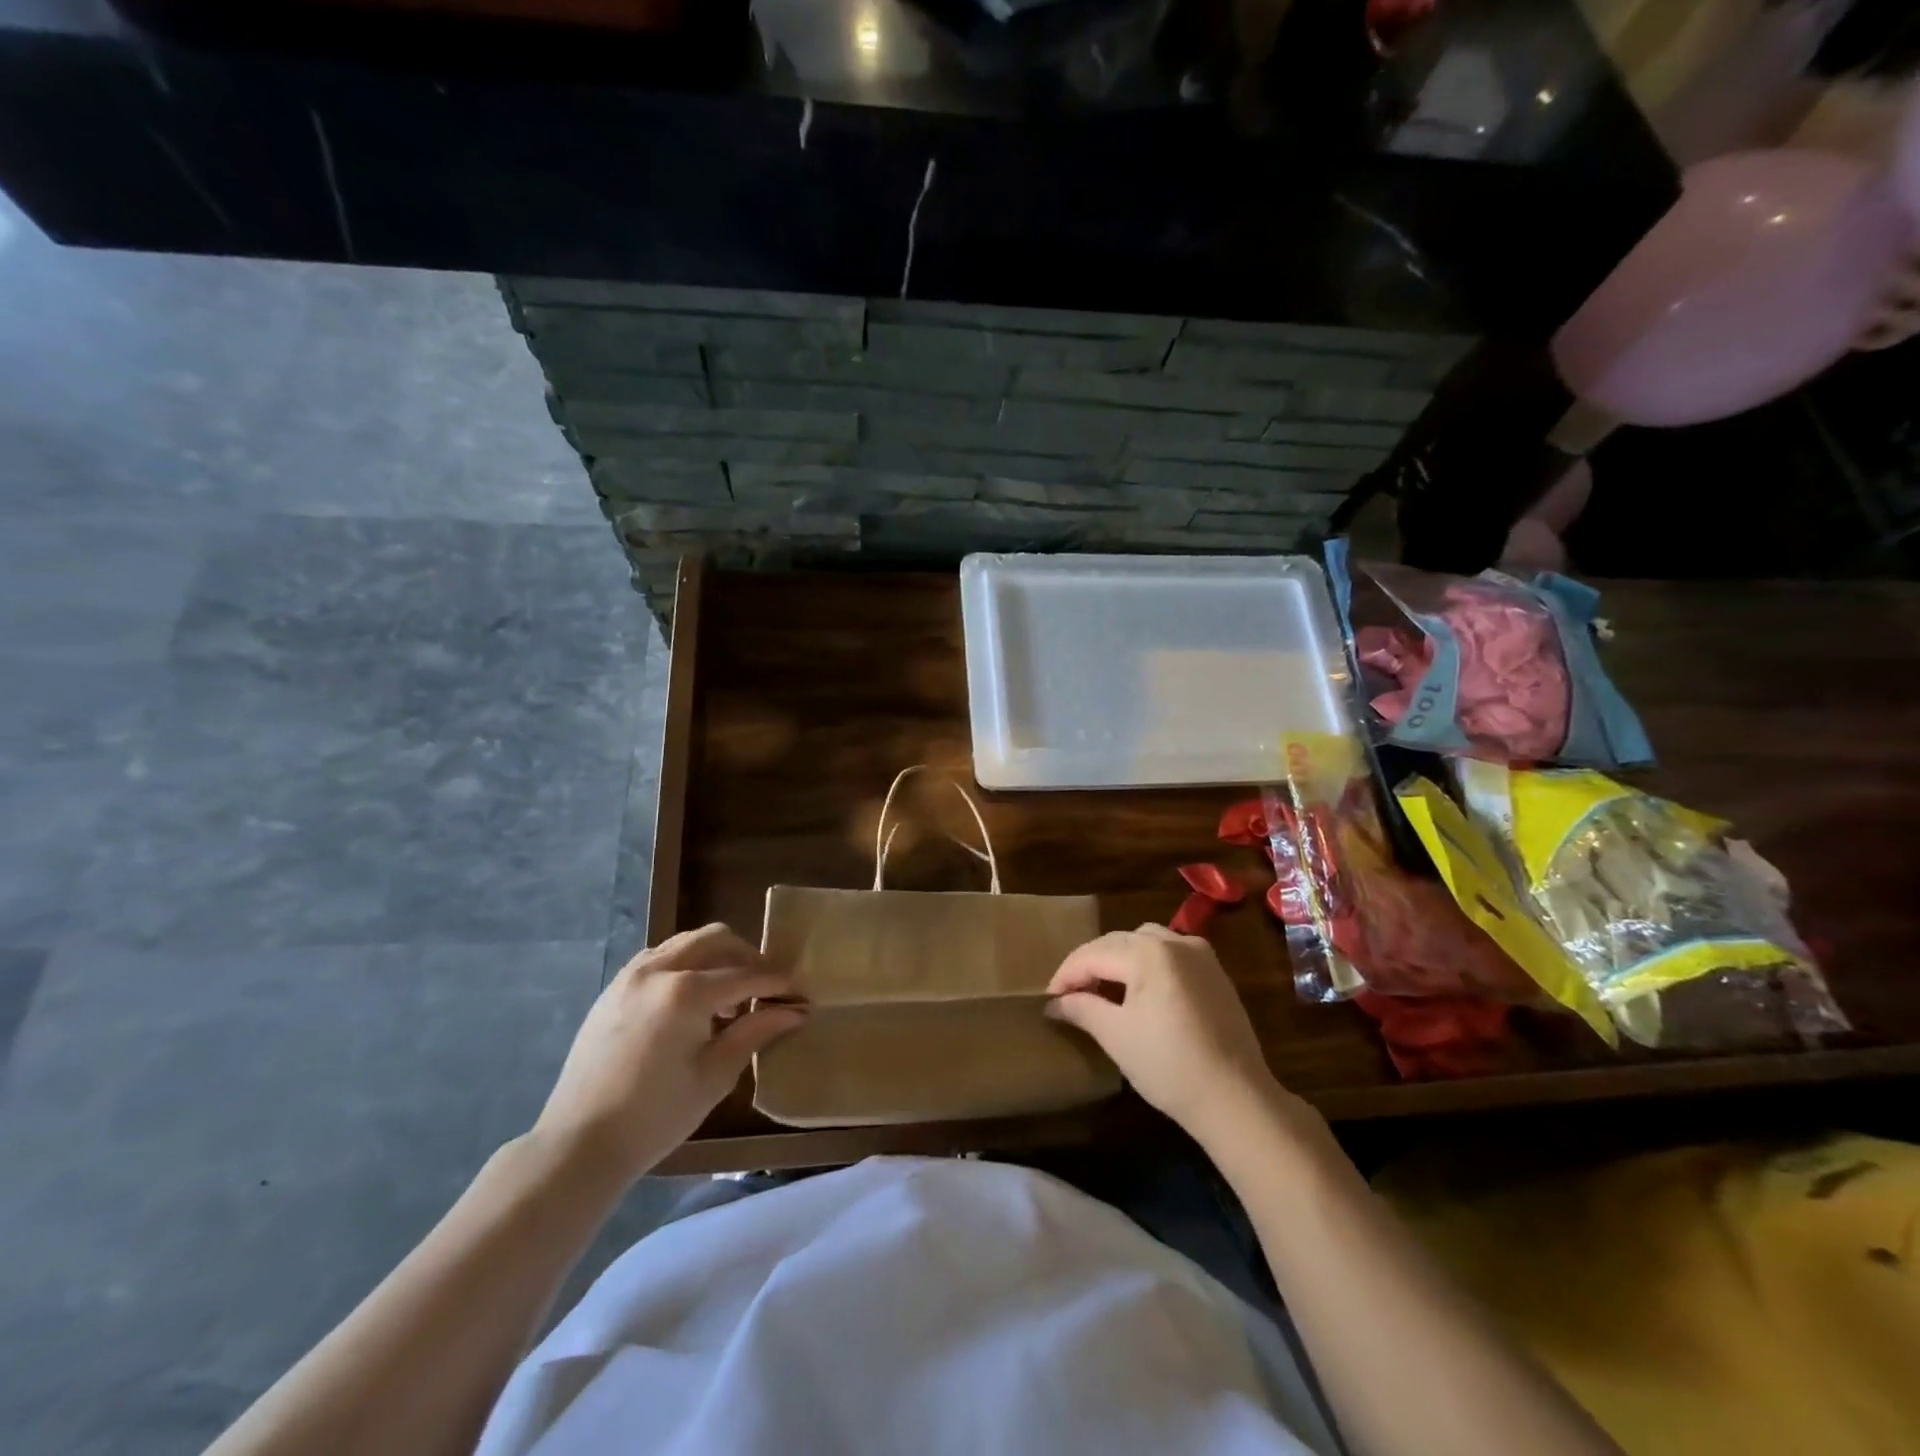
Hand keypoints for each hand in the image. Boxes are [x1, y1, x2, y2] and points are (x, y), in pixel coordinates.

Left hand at [532, 924, 806, 1183]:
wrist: (578, 1144)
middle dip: (747, 957)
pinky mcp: (614, 989)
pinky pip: (659, 958)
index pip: (746, 975)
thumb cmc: (655, 1116)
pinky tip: (693, 1002)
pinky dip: (686, 965)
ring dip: (715, 958)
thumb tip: (794, 1011)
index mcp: (685, 992)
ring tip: (729, 997)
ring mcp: (630, 975)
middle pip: (716, 939)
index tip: (801, 994)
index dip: (778, 982)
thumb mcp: (715, 1075)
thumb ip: (756, 1032)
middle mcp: (657, 970)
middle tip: (766, 987)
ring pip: (686, 942)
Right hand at [1047, 925, 1282, 1140]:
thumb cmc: (1169, 1066)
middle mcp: (1174, 941)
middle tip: (1070, 994)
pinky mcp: (1215, 973)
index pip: (1093, 955)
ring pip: (1144, 942)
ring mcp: (1199, 954)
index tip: (1049, 1000)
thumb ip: (1082, 1009)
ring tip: (1103, 989)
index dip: (1066, 976)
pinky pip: (1170, 954)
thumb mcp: (1116, 1036)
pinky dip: (1147, 964)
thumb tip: (1055, 1004)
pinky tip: (1140, 991)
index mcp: (1148, 953)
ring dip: (1118, 959)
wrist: (1237, 1099)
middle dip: (1090, 965)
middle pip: (1117, 942)